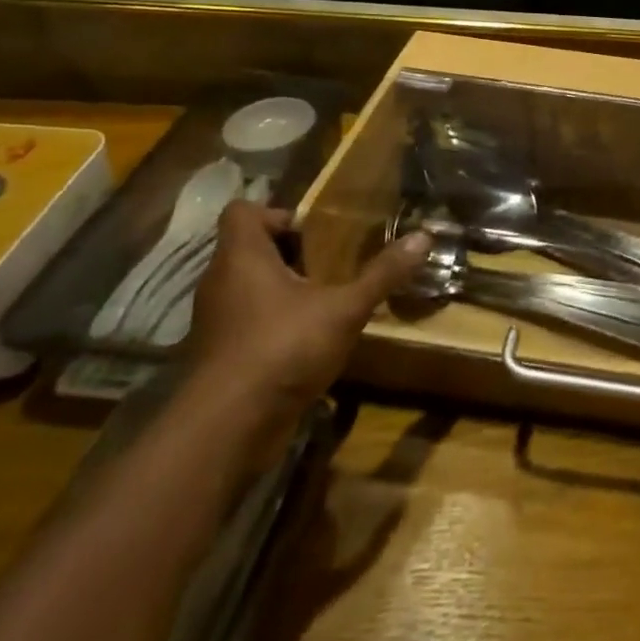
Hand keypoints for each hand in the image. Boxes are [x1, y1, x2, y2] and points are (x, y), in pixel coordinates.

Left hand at [186, 201, 429, 445]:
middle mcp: (219, 282)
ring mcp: (215, 320)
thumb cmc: (282, 349)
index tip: (316, 233)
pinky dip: (273, 321)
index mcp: (241, 257)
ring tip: (326, 299)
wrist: (227, 430)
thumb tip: (424, 237)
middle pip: (250, 248)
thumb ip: (382, 274)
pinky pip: (247, 320)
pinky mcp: (220, 354)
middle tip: (332, 264)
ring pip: (248, 286)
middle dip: (292, 253)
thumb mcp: (344, 308)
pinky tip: (308, 338)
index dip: (278, 214)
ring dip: (284, 288)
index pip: (242, 211)